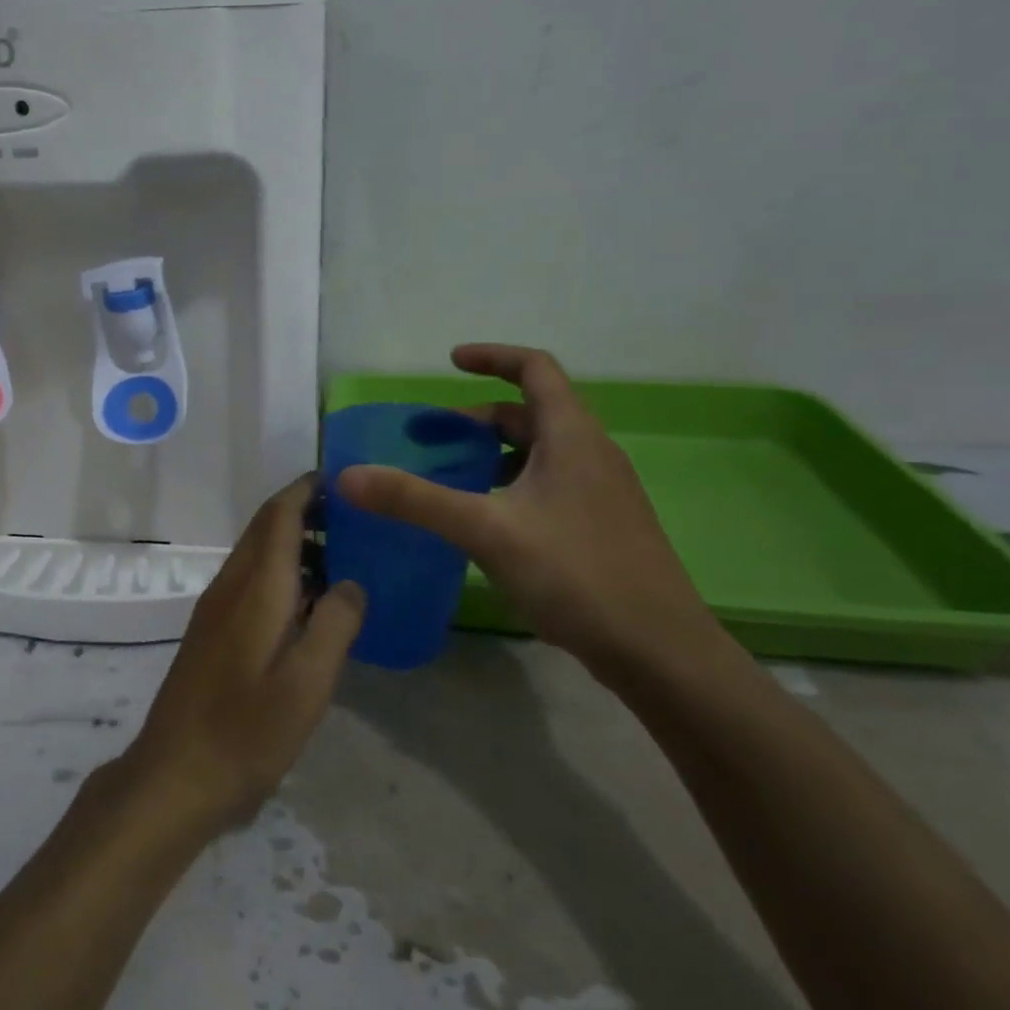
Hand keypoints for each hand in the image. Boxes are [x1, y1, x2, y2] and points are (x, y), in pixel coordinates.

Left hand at [118, 478, 364, 839]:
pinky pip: (248, 580)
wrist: (174, 774)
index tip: (339, 478)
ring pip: (254, 554)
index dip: (305, 491)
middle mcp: (230, 586)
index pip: (278, 517)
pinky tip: (305, 600)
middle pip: (263, 529)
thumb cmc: (246, 732)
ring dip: (290, 541)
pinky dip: (278, 570)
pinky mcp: (210, 631)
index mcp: (255, 589)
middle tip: (350, 515)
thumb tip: (353, 583)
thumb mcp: (306, 684)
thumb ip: (334, 626)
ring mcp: (215, 609)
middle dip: (301, 510)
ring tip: (338, 553)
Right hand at [337, 344, 723, 682]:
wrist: (661, 652)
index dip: (493, 357)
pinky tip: (488, 523)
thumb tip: (348, 476)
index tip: (450, 362)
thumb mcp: (486, 531)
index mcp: (573, 436)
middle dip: (478, 419)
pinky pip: (548, 485)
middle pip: (531, 413)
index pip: (535, 369)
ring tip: (451, 479)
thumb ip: (415, 500)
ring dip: (494, 454)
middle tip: (433, 440)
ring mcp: (601, 493)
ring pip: (540, 453)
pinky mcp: (601, 527)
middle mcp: (592, 454)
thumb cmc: (577, 574)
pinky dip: (511, 485)